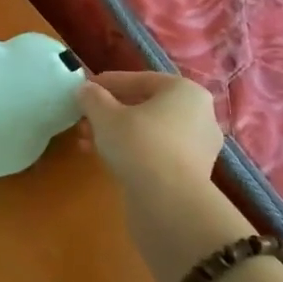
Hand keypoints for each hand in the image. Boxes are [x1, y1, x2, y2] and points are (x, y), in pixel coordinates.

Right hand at [77, 71, 223, 198]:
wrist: (168, 201)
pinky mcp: (192, 173)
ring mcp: (199, 146)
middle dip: (109, 113)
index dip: (107, 83)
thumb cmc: (138, 144)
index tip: (84, 90)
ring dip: (116, 134)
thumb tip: (85, 90)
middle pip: (145, 106)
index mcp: (184, 91)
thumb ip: (92, 97)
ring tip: (87, 143)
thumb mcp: (105, 115)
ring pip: (149, 131)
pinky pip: (156, 153)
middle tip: (83, 121)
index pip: (140, 79)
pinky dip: (132, 152)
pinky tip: (107, 160)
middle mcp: (199, 114)